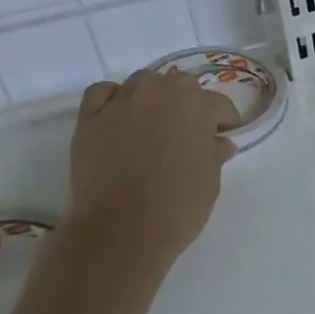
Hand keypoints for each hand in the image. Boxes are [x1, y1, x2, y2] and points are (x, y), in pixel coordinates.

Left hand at [66, 69, 239, 266]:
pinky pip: (102, 92)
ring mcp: (122, 101)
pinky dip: (113, 98)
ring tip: (154, 122)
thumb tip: (220, 142)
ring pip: (143, 82)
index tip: (224, 136)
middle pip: (180, 84)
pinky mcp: (90, 117)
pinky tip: (118, 115)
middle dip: (189, 103)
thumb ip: (215, 154)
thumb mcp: (210, 182)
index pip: (219, 104)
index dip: (225, 121)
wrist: (121, 231)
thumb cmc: (177, 207)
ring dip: (154, 96)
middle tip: (189, 132)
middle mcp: (160, 91)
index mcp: (196, 105)